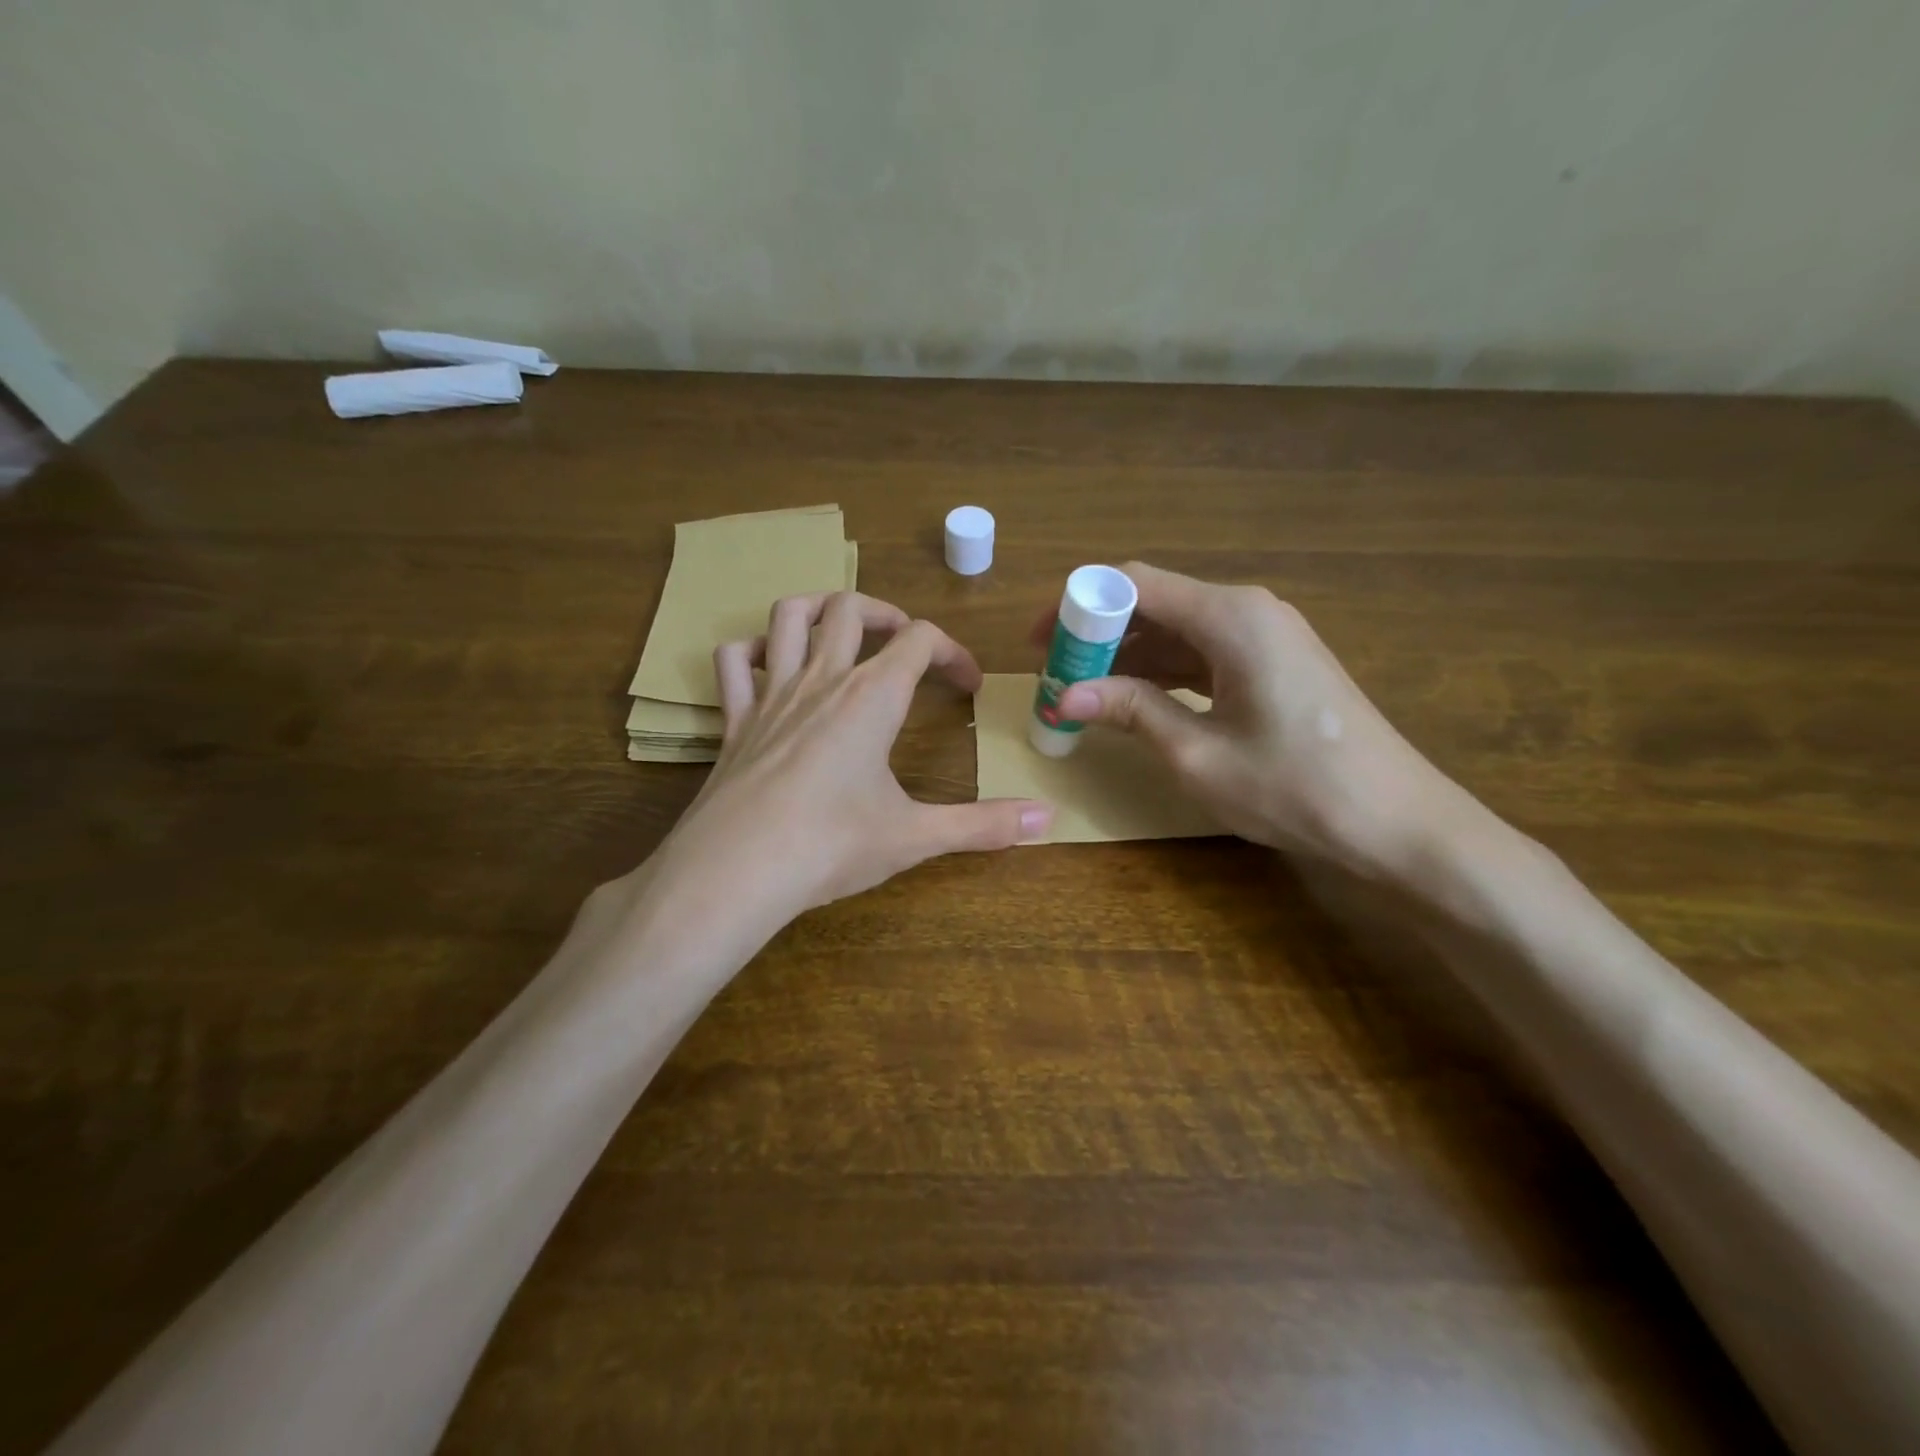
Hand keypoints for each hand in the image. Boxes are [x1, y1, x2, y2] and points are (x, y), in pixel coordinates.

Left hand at [653, 591, 1052, 948]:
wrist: (735, 872)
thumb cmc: (831, 847)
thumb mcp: (915, 836)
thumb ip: (984, 825)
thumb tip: (1050, 817)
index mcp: (871, 698)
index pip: (920, 640)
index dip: (952, 652)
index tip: (968, 685)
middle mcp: (822, 680)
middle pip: (852, 608)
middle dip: (887, 614)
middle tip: (906, 645)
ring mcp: (771, 696)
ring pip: (789, 616)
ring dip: (819, 607)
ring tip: (841, 628)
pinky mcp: (734, 721)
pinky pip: (733, 663)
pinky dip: (752, 651)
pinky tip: (769, 665)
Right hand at [1030, 563, 1459, 876]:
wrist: (1398, 822)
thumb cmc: (1296, 787)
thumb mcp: (1198, 754)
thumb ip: (1132, 712)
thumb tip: (1065, 696)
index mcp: (1230, 617)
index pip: (1133, 583)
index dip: (1078, 606)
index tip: (1041, 643)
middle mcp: (1249, 610)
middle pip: (1155, 602)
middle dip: (1099, 634)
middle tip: (1055, 674)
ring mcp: (1267, 635)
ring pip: (1178, 629)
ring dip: (1129, 656)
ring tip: (1083, 692)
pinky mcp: (1275, 662)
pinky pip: (1204, 652)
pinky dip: (1164, 671)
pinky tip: (1134, 699)